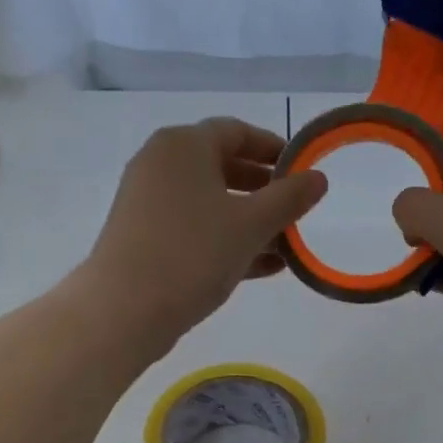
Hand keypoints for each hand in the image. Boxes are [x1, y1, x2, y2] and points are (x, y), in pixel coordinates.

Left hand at [83, 118, 327, 349]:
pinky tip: (262, 267)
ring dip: (249, 220)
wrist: (124, 310)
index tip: (303, 171)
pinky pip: (194, 228)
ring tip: (285, 246)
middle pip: (222, 166)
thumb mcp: (251, 224)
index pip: (237, 131)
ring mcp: (148, 202)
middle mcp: (160, 164)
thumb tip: (318, 178)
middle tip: (296, 211)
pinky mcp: (143, 237)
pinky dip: (226, 240)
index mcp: (184, 145)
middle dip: (263, 189)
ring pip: (210, 202)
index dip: (274, 148)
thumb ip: (289, 198)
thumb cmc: (193, 253)